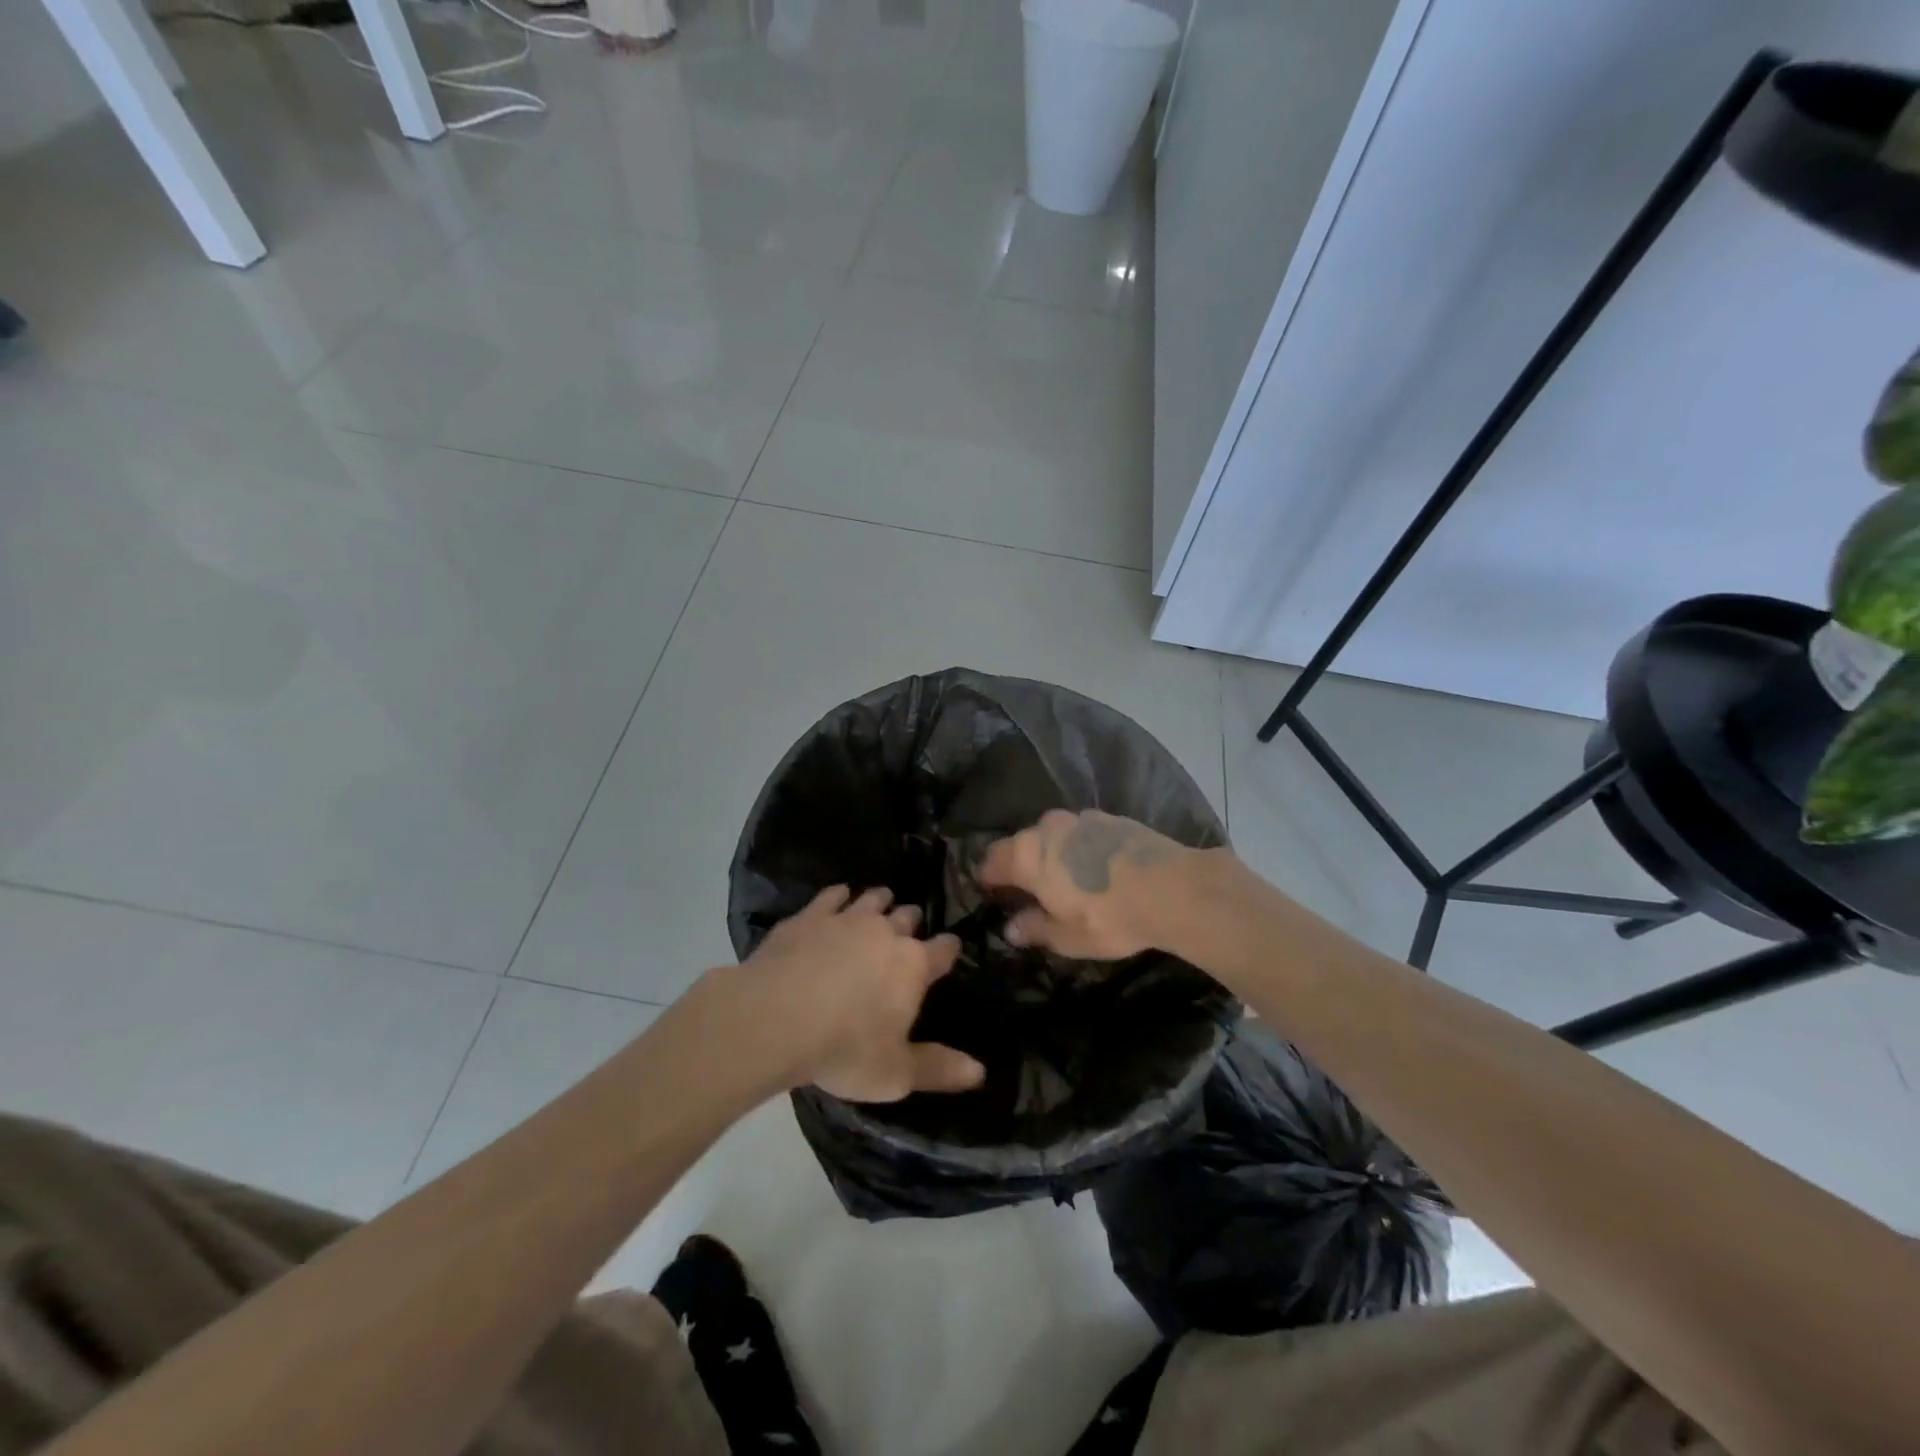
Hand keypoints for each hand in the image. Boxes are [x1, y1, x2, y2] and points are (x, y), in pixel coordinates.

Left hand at [735, 885, 982, 1102]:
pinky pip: (832, 896)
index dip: (949, 949)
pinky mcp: (809, 916)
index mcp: (913, 965)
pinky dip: (838, 896)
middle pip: (908, 917)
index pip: (944, 950)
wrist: (774, 1019)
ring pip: (872, 899)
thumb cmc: (844, 1049)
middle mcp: (885, 932)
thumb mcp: (895, 1074)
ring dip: (879, 901)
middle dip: (911, 921)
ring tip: (880, 903)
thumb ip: (938, 1069)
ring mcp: (846, 919)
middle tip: (908, 930)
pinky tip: (837, 898)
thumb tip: (980, 1072)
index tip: (950, 949)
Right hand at [977, 809, 1190, 960]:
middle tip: (1029, 890)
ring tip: (1065, 878)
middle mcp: (1047, 828)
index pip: (991, 861)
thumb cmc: (1109, 917)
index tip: (989, 892)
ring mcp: (1081, 819)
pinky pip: (1082, 833)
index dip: (987, 878)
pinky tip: (1095, 867)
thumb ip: (1035, 928)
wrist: (1173, 888)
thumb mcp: (1067, 936)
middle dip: (1020, 864)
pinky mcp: (1111, 818)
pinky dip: (1080, 848)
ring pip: (1053, 835)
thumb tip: (1011, 927)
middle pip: (1022, 844)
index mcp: (1027, 855)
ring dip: (1052, 853)